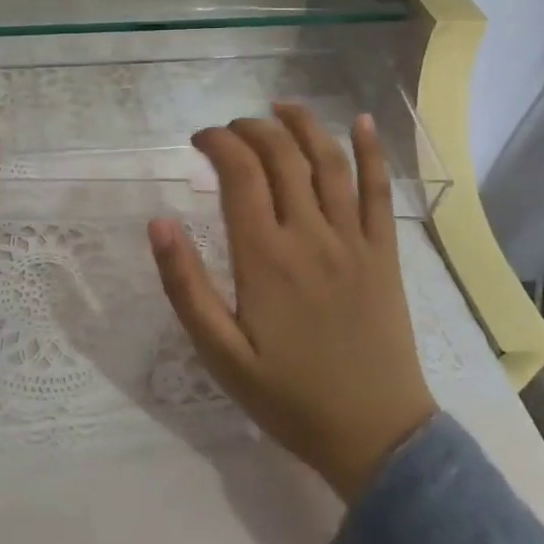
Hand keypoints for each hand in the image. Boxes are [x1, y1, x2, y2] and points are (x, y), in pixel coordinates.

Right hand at [148, 104, 436, 502]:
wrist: (376, 437)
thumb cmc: (289, 397)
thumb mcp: (220, 353)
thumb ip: (185, 285)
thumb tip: (158, 222)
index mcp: (265, 256)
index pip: (239, 173)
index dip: (217, 143)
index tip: (198, 141)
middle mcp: (310, 235)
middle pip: (282, 156)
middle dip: (251, 129)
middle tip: (230, 130)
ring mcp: (354, 240)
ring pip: (329, 161)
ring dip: (304, 125)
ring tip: (280, 107)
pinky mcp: (386, 253)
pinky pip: (380, 191)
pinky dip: (373, 152)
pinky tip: (363, 122)